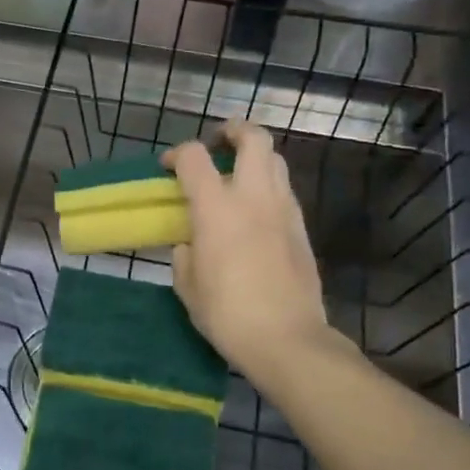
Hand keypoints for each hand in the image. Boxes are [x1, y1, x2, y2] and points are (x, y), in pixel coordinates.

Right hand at [166, 121, 349, 391]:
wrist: (286, 339)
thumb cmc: (226, 313)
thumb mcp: (187, 285)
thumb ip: (184, 254)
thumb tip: (190, 244)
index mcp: (216, 208)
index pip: (193, 158)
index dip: (176, 154)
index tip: (167, 167)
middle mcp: (253, 197)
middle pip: (253, 139)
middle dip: (233, 131)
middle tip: (217, 141)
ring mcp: (283, 210)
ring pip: (275, 160)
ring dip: (254, 157)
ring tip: (237, 174)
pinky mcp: (302, 228)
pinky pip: (284, 191)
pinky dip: (268, 186)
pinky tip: (255, 210)